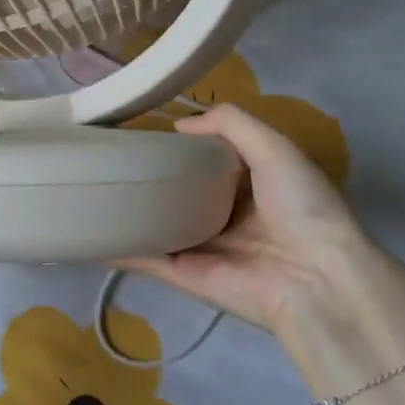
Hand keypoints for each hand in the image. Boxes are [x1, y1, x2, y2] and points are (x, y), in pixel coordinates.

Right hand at [114, 104, 382, 339]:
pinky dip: (119, 249)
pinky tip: (89, 233)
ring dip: (128, 213)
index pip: (205, 161)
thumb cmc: (302, 207)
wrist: (318, 279)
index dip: (177, 146)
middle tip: (106, 156)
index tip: (141, 130)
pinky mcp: (186, 275)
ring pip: (156, 226)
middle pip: (177, 194)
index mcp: (249, 186)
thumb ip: (231, 124)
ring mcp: (202, 248)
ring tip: (87, 189)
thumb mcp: (275, 147)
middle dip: (147, 178)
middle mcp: (224, 216)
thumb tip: (178, 125)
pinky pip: (146, 259)